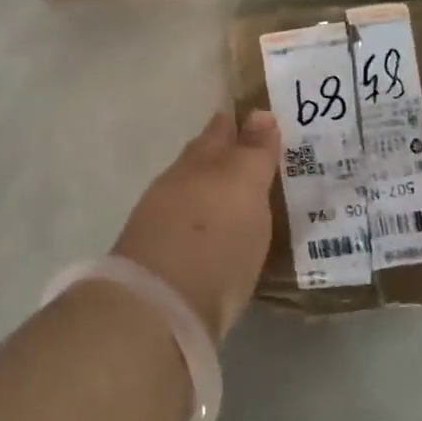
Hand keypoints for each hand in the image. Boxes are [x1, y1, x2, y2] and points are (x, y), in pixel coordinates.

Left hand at [112, 111, 280, 341]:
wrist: (162, 306)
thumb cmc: (216, 238)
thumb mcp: (245, 187)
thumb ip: (253, 152)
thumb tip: (260, 114)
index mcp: (201, 160)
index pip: (221, 129)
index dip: (238, 123)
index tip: (258, 119)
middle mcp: (179, 182)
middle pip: (202, 158)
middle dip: (224, 153)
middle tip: (255, 156)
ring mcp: (163, 219)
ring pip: (192, 190)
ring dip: (212, 188)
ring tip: (240, 196)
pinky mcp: (161, 256)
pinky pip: (187, 223)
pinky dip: (204, 219)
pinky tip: (217, 232)